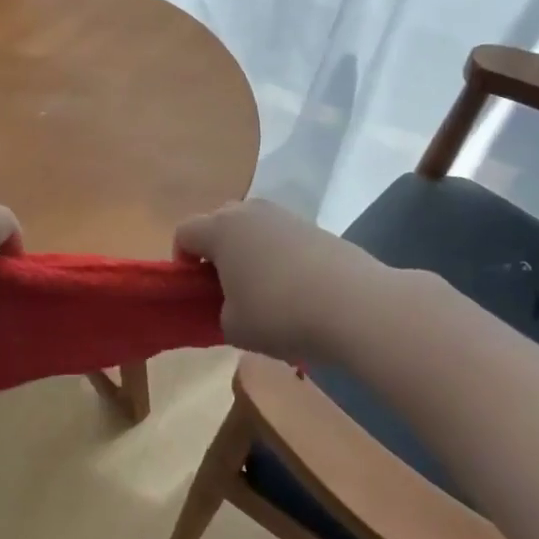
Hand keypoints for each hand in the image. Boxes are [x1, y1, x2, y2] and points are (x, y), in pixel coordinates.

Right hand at [174, 198, 392, 362]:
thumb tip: (232, 305)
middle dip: (215, 252)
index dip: (182, 261)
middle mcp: (249, 212)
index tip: (196, 291)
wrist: (357, 307)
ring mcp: (285, 216)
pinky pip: (282, 238)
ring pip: (253, 229)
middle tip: (226, 289)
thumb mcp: (234, 327)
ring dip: (249, 253)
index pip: (184, 233)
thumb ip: (219, 312)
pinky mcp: (316, 228)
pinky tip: (296, 291)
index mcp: (219, 229)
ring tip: (264, 292)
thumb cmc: (280, 314)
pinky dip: (279, 258)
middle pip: (218, 223)